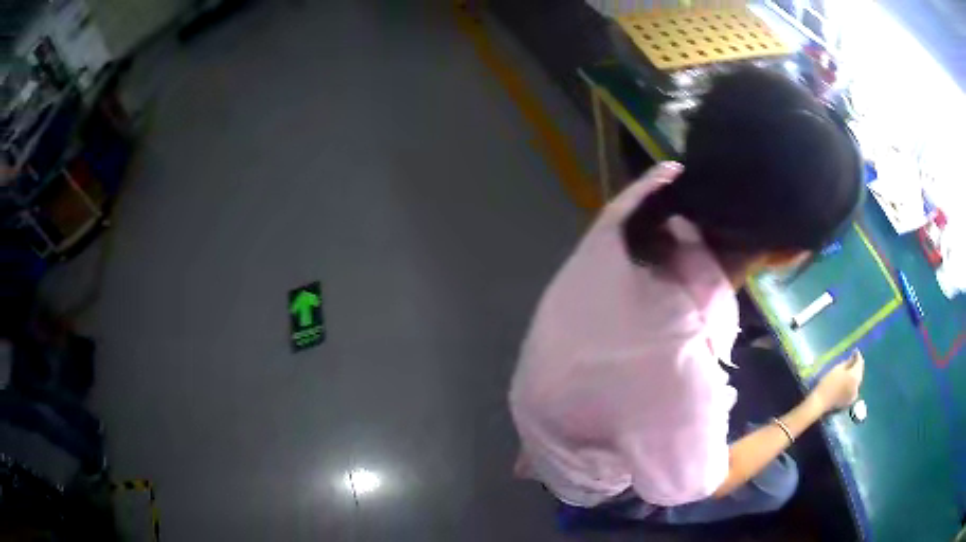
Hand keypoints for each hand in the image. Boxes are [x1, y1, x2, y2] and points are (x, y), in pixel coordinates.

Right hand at [811, 350, 864, 412]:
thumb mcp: (837, 369)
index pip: (859, 362)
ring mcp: (854, 394)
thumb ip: (848, 362)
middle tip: (853, 360)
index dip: (858, 356)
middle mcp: (857, 385)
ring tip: (850, 371)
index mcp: (854, 375)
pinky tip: (848, 382)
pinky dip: (853, 384)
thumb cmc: (827, 383)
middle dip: (857, 366)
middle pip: (860, 372)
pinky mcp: (851, 400)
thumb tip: (854, 357)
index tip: (855, 351)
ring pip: (857, 381)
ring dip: (855, 375)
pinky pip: (854, 389)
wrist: (821, 402)